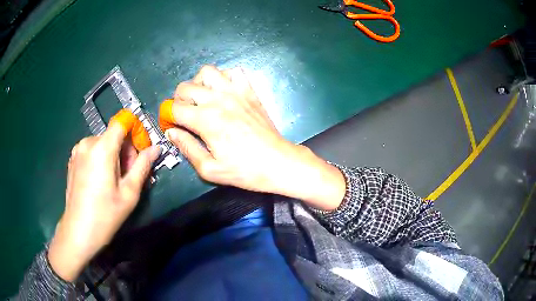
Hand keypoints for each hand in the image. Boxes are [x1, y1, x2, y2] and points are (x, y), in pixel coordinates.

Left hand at [48, 124, 160, 281]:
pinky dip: (100, 159)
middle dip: (125, 151)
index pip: (122, 121)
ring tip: (113, 181)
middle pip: (114, 135)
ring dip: (113, 156)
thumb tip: (156, 148)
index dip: (135, 130)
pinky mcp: (73, 159)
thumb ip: (143, 166)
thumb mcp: (129, 193)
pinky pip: (92, 150)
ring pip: (103, 143)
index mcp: (102, 148)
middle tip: (127, 176)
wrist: (78, 231)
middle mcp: (88, 142)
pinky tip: (100, 181)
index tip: (140, 151)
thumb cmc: (105, 215)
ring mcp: (78, 150)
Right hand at [160, 65, 345, 209]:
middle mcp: (218, 99)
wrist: (277, 162)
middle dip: (178, 99)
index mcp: (205, 120)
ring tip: (201, 97)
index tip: (171, 125)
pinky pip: (234, 71)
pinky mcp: (250, 91)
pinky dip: (224, 77)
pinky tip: (223, 91)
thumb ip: (187, 148)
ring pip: (208, 72)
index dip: (167, 117)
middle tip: (183, 113)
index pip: (174, 108)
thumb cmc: (244, 170)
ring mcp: (236, 92)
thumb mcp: (209, 169)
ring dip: (199, 82)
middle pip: (186, 86)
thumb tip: (172, 133)